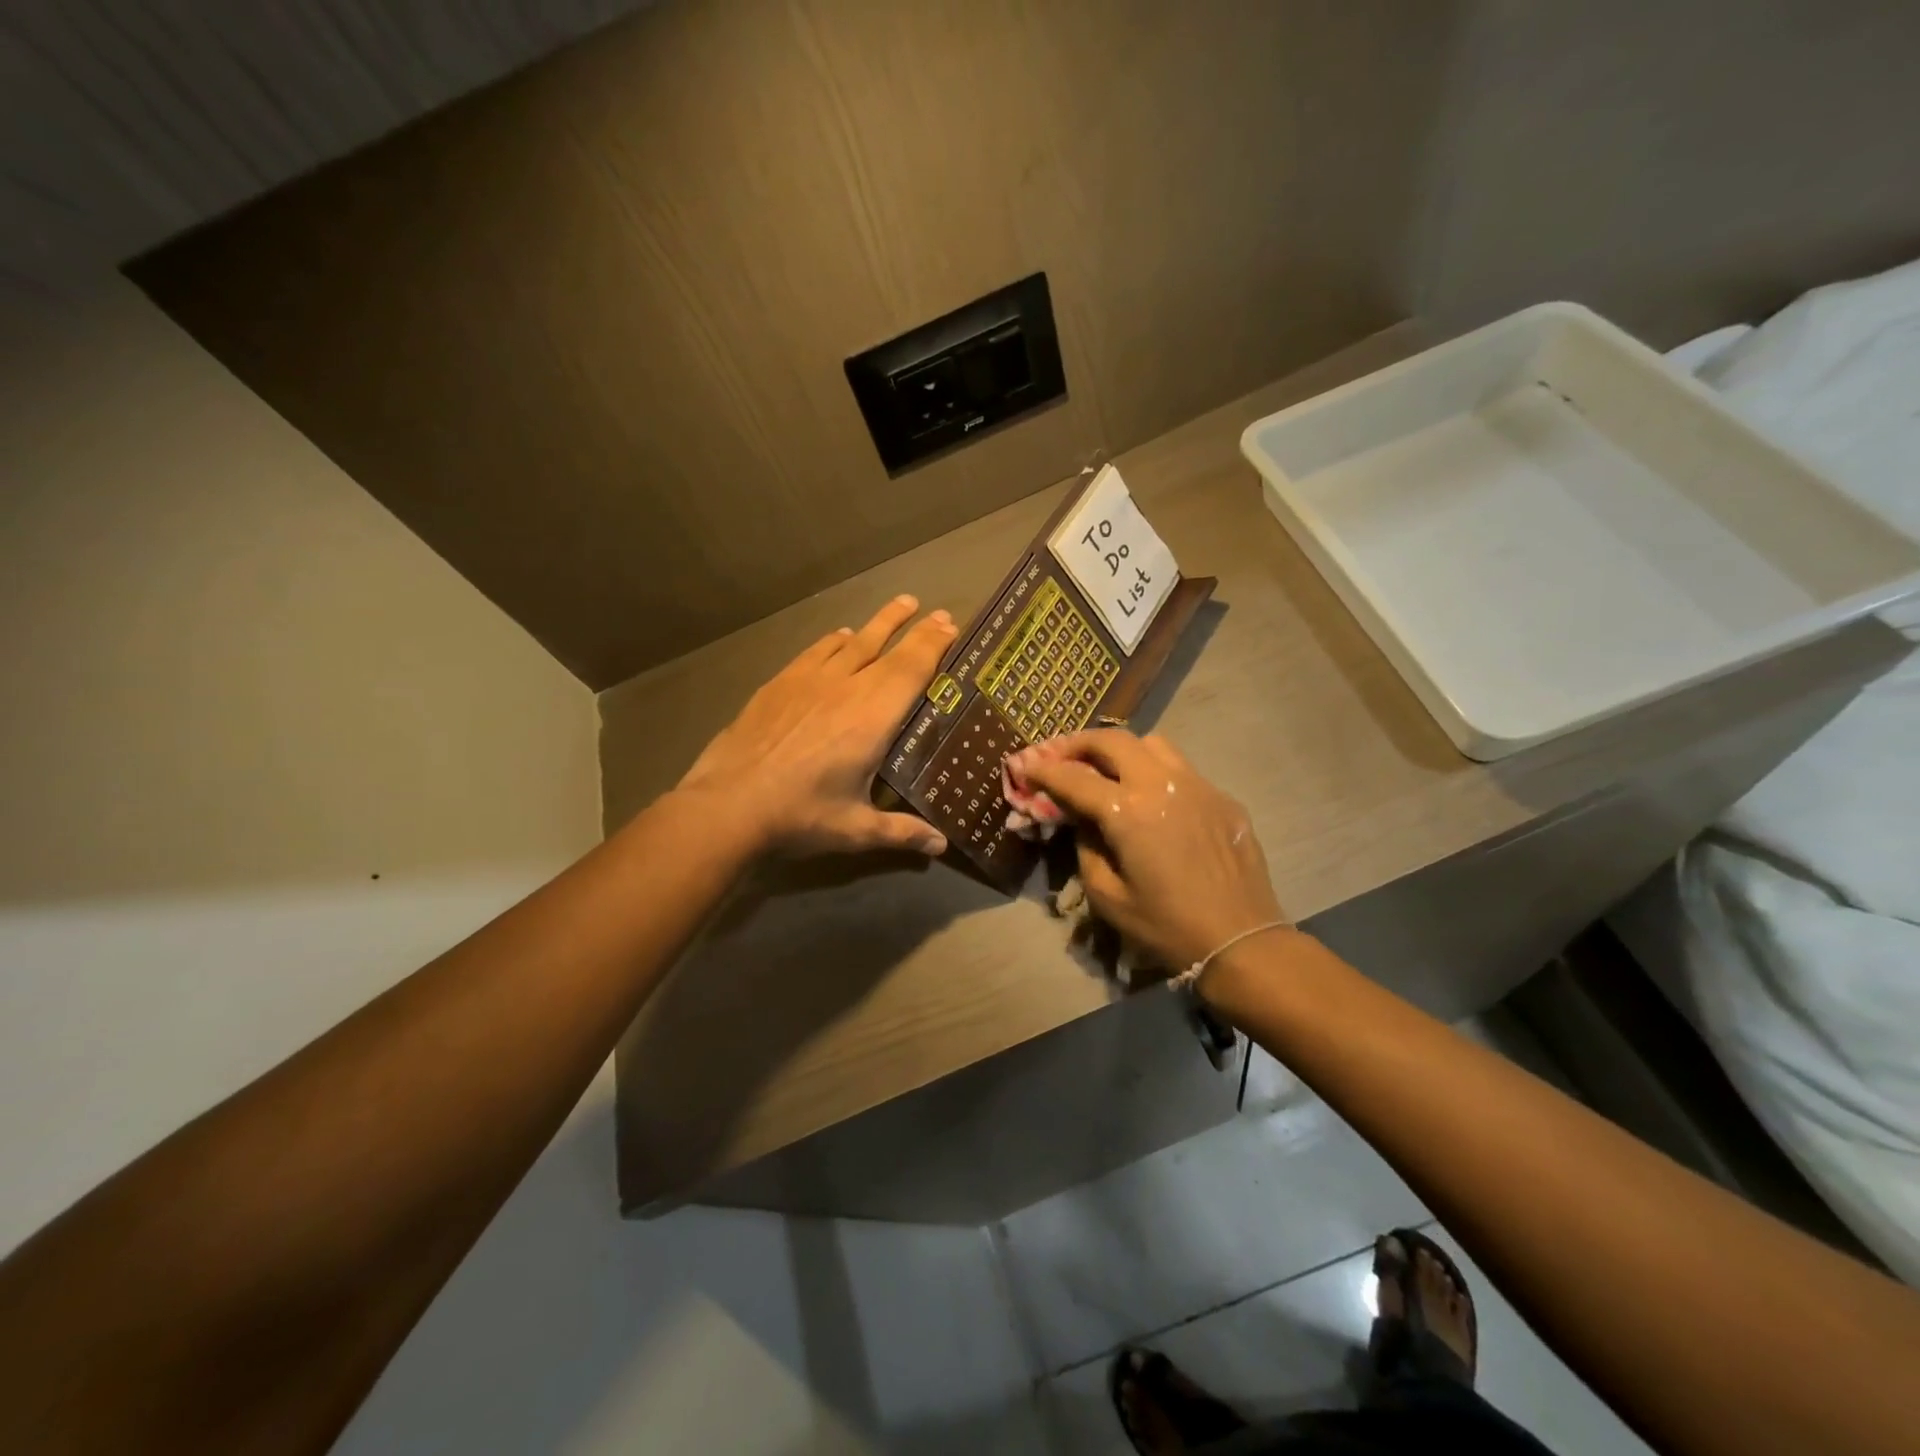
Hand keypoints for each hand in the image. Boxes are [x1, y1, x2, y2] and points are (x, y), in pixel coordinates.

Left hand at [678, 595, 958, 856]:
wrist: (728, 804)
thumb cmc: (800, 815)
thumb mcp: (856, 829)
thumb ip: (902, 832)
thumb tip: (941, 847)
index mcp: (873, 718)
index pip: (912, 669)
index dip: (933, 644)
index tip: (950, 625)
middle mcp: (846, 688)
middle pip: (887, 647)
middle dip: (914, 628)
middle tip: (935, 611)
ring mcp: (809, 681)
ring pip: (852, 641)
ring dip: (878, 623)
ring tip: (899, 606)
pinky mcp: (779, 684)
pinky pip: (816, 651)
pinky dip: (834, 640)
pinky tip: (840, 636)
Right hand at [1008, 730, 1286, 973]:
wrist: (1241, 942)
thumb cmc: (1166, 926)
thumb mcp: (1107, 895)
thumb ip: (1086, 846)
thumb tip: (1082, 818)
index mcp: (1128, 811)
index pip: (1074, 778)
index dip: (1043, 770)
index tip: (1024, 765)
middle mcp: (1162, 784)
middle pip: (1113, 741)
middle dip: (1079, 743)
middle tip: (1061, 756)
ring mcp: (1198, 786)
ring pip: (1153, 744)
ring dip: (1121, 750)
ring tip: (1106, 769)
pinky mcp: (1222, 798)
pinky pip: (1182, 770)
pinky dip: (1155, 772)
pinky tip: (1152, 800)